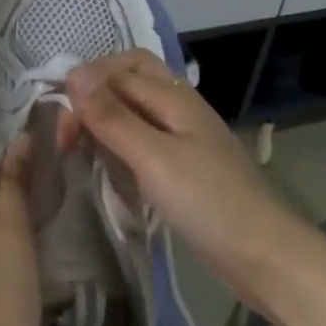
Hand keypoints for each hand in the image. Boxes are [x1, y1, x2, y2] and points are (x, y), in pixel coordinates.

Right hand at [63, 50, 297, 291]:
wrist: (264, 255)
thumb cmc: (207, 202)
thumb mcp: (152, 157)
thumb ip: (112, 116)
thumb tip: (72, 73)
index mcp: (174, 96)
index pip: (117, 70)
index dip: (84, 88)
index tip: (61, 129)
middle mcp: (179, 107)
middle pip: (129, 77)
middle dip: (94, 94)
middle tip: (69, 131)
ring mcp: (184, 136)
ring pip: (135, 108)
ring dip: (105, 119)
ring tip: (81, 148)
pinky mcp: (184, 164)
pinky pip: (144, 138)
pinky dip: (120, 144)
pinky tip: (109, 167)